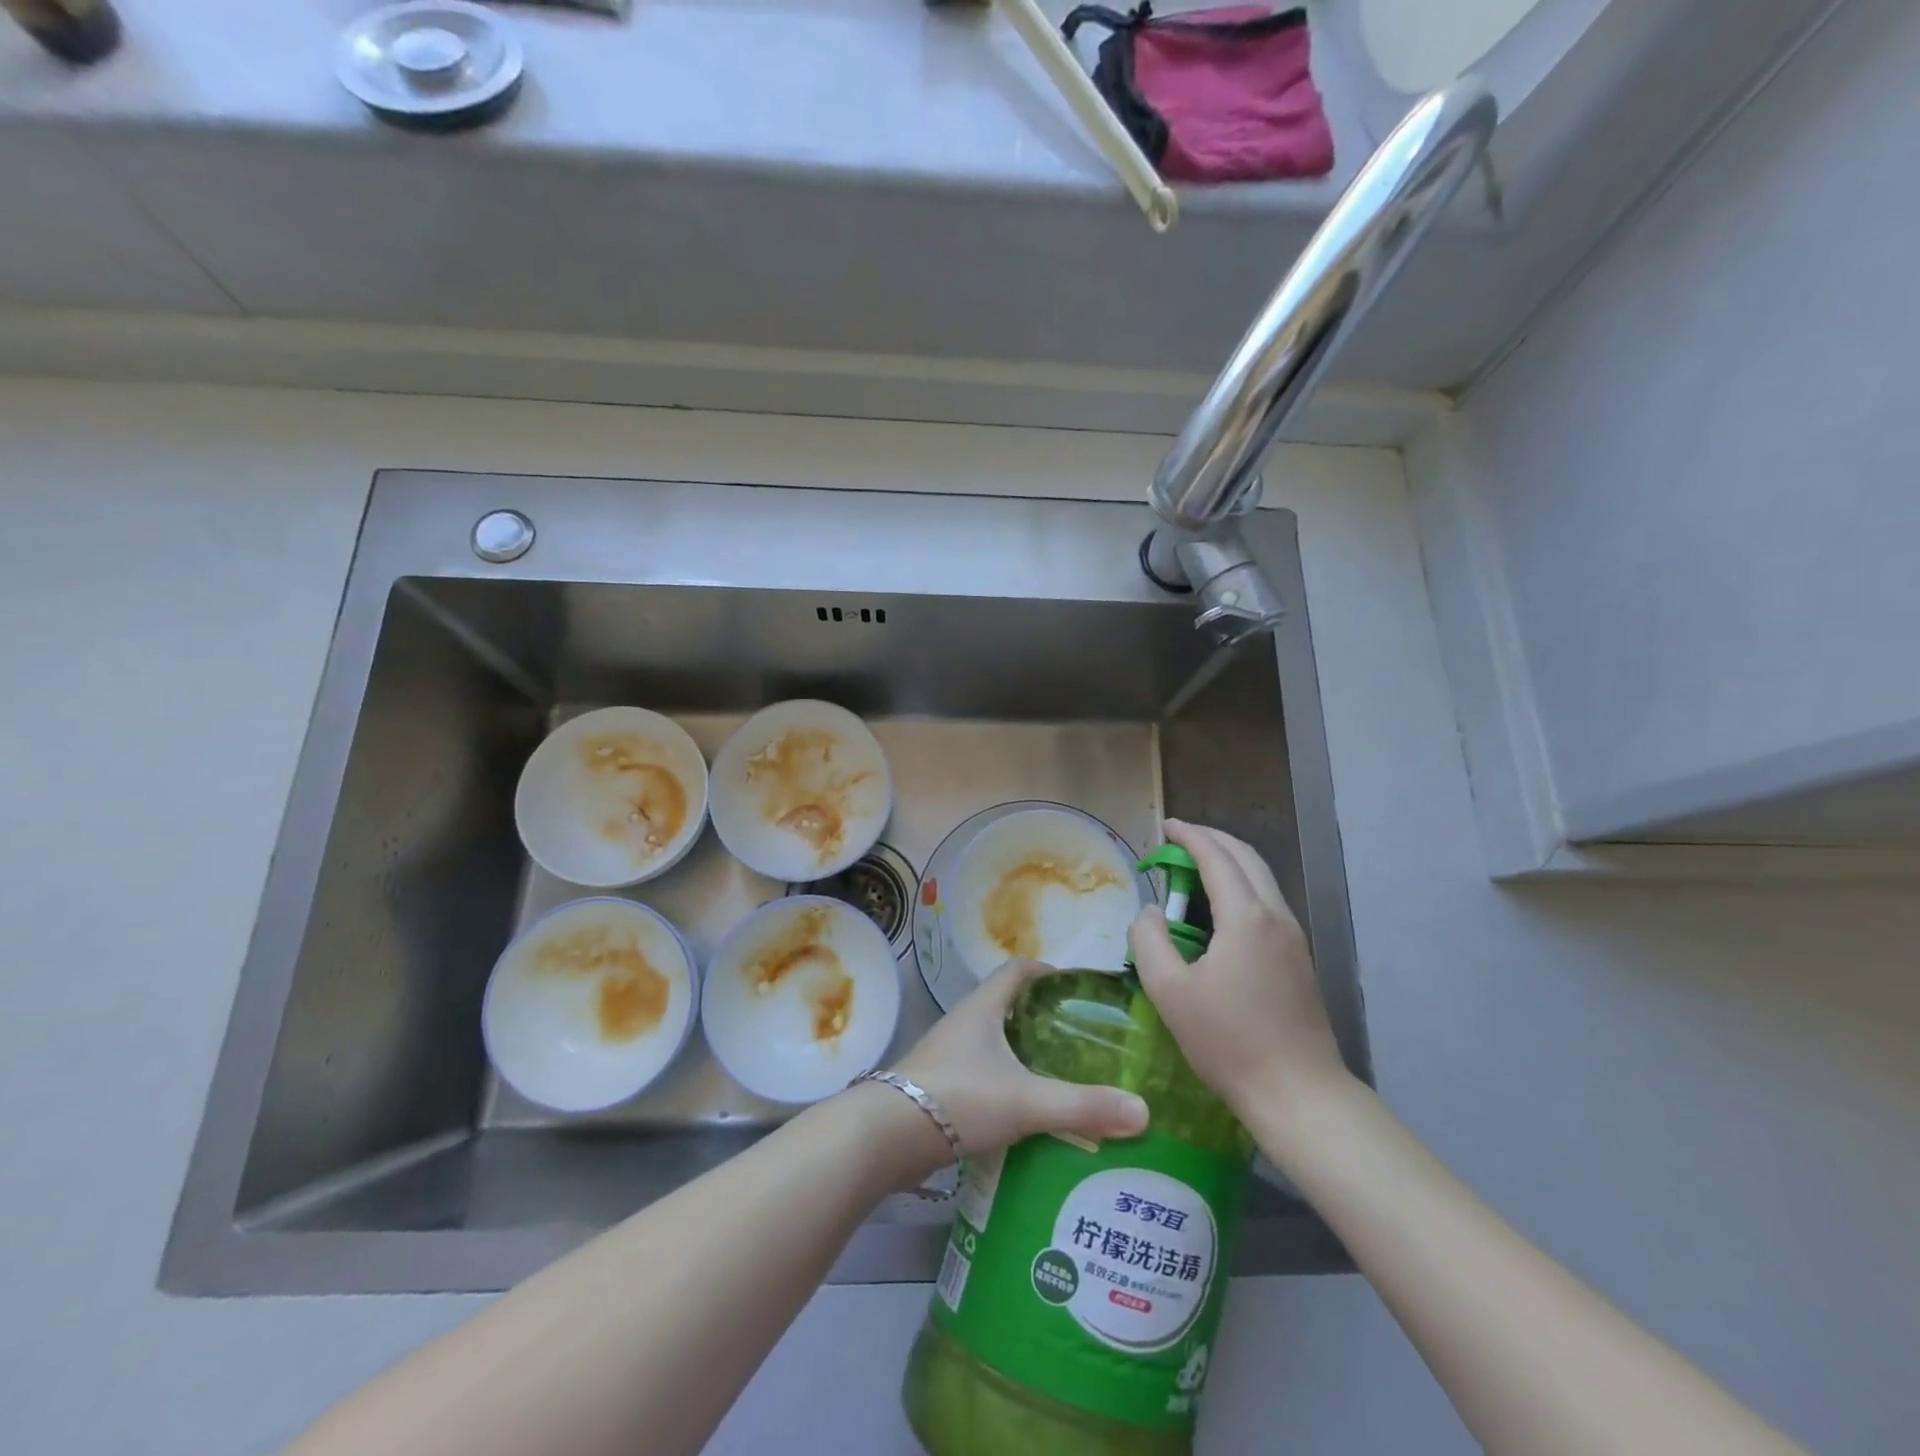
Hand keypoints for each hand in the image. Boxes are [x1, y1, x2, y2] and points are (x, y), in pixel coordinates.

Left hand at [892, 959, 1149, 1160]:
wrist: (886, 1136)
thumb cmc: (959, 1098)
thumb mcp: (1026, 1101)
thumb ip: (1083, 1106)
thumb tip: (1143, 1111)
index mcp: (982, 1008)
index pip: (1016, 970)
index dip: (1046, 972)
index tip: (1075, 988)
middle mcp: (962, 1024)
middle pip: (1004, 1006)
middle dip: (1039, 1018)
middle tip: (1078, 1040)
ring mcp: (946, 1056)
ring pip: (991, 1043)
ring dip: (1020, 1054)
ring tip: (1058, 1076)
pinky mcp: (937, 1088)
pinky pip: (979, 1074)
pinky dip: (1003, 1084)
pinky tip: (1023, 1112)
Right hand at [1128, 820, 1345, 1117]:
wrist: (1299, 1094)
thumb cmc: (1228, 1042)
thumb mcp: (1170, 991)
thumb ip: (1150, 940)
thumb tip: (1151, 911)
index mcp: (1246, 918)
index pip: (1216, 857)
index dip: (1189, 836)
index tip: (1165, 826)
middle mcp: (1276, 916)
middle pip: (1246, 857)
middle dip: (1212, 839)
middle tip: (1178, 839)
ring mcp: (1293, 938)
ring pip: (1262, 878)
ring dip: (1229, 861)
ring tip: (1196, 865)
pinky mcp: (1299, 959)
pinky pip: (1268, 901)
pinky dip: (1242, 885)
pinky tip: (1221, 907)